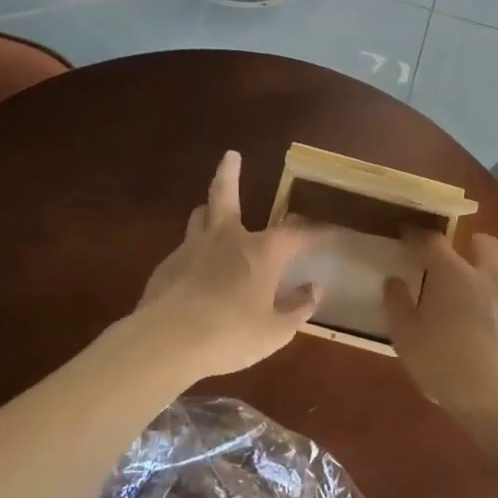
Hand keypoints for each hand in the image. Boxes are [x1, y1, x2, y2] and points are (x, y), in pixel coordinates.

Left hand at [136, 151, 319, 377]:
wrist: (166, 342)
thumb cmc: (230, 335)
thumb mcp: (275, 331)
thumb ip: (297, 308)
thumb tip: (314, 289)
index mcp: (262, 252)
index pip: (297, 234)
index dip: (316, 232)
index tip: (331, 230)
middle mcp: (227, 239)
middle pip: (226, 195)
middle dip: (230, 173)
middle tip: (231, 155)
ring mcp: (192, 249)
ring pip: (200, 216)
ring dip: (209, 209)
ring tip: (210, 210)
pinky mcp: (166, 267)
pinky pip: (184, 248)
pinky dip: (195, 251)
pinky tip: (194, 270)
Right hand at [383, 232, 497, 428]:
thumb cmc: (448, 368)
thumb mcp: (408, 342)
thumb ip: (398, 307)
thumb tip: (393, 282)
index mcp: (454, 276)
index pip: (433, 242)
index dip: (418, 238)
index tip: (409, 239)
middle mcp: (493, 278)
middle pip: (488, 245)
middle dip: (476, 245)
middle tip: (464, 259)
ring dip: (495, 291)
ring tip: (484, 320)